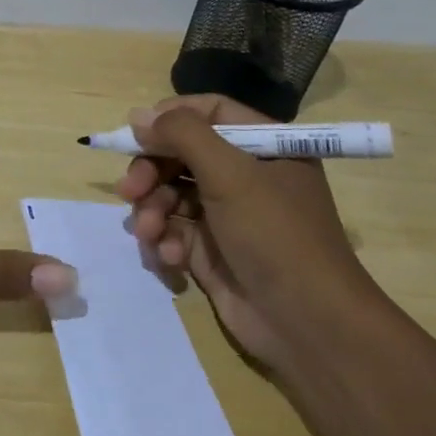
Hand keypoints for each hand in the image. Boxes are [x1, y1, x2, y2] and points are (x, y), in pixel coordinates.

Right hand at [117, 95, 386, 366]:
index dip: (170, 118)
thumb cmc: (274, 235)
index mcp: (263, 147)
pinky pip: (172, 230)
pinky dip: (164, 240)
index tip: (136, 133)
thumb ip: (183, 134)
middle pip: (180, 154)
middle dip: (150, 172)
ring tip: (150, 234)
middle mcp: (244, 175)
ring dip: (152, 211)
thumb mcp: (231, 173)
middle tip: (129, 191)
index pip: (210, 112)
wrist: (305, 323)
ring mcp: (226, 214)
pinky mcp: (210, 250)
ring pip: (169, 193)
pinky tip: (168, 258)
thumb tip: (138, 115)